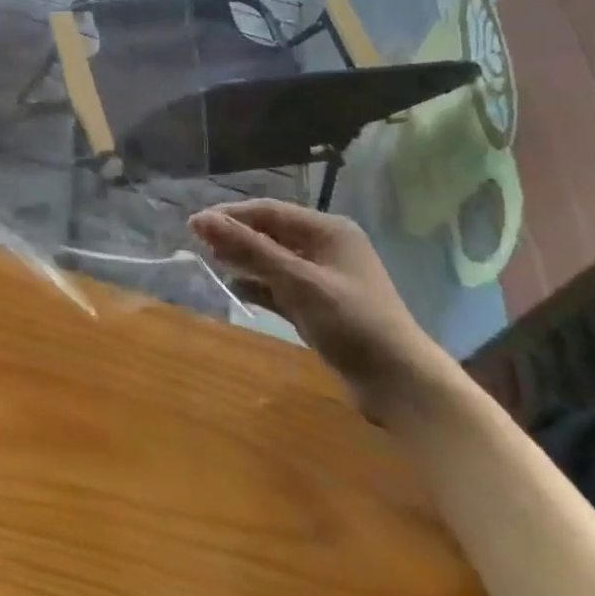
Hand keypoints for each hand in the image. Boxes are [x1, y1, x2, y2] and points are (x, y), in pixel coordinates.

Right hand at [189, 200, 452, 422]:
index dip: (231, 215)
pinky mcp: (321, 306)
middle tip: (199, 244)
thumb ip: (249, 249)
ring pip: (275, 260)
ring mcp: (325, 278)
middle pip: (272, 233)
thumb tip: (200, 219)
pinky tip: (238, 289)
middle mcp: (327, 247)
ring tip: (212, 262)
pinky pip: (282, 286)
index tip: (194, 225)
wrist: (400, 384)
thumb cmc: (351, 322)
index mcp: (329, 230)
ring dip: (246, 260)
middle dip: (237, 236)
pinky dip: (261, 285)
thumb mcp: (297, 281)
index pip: (270, 211)